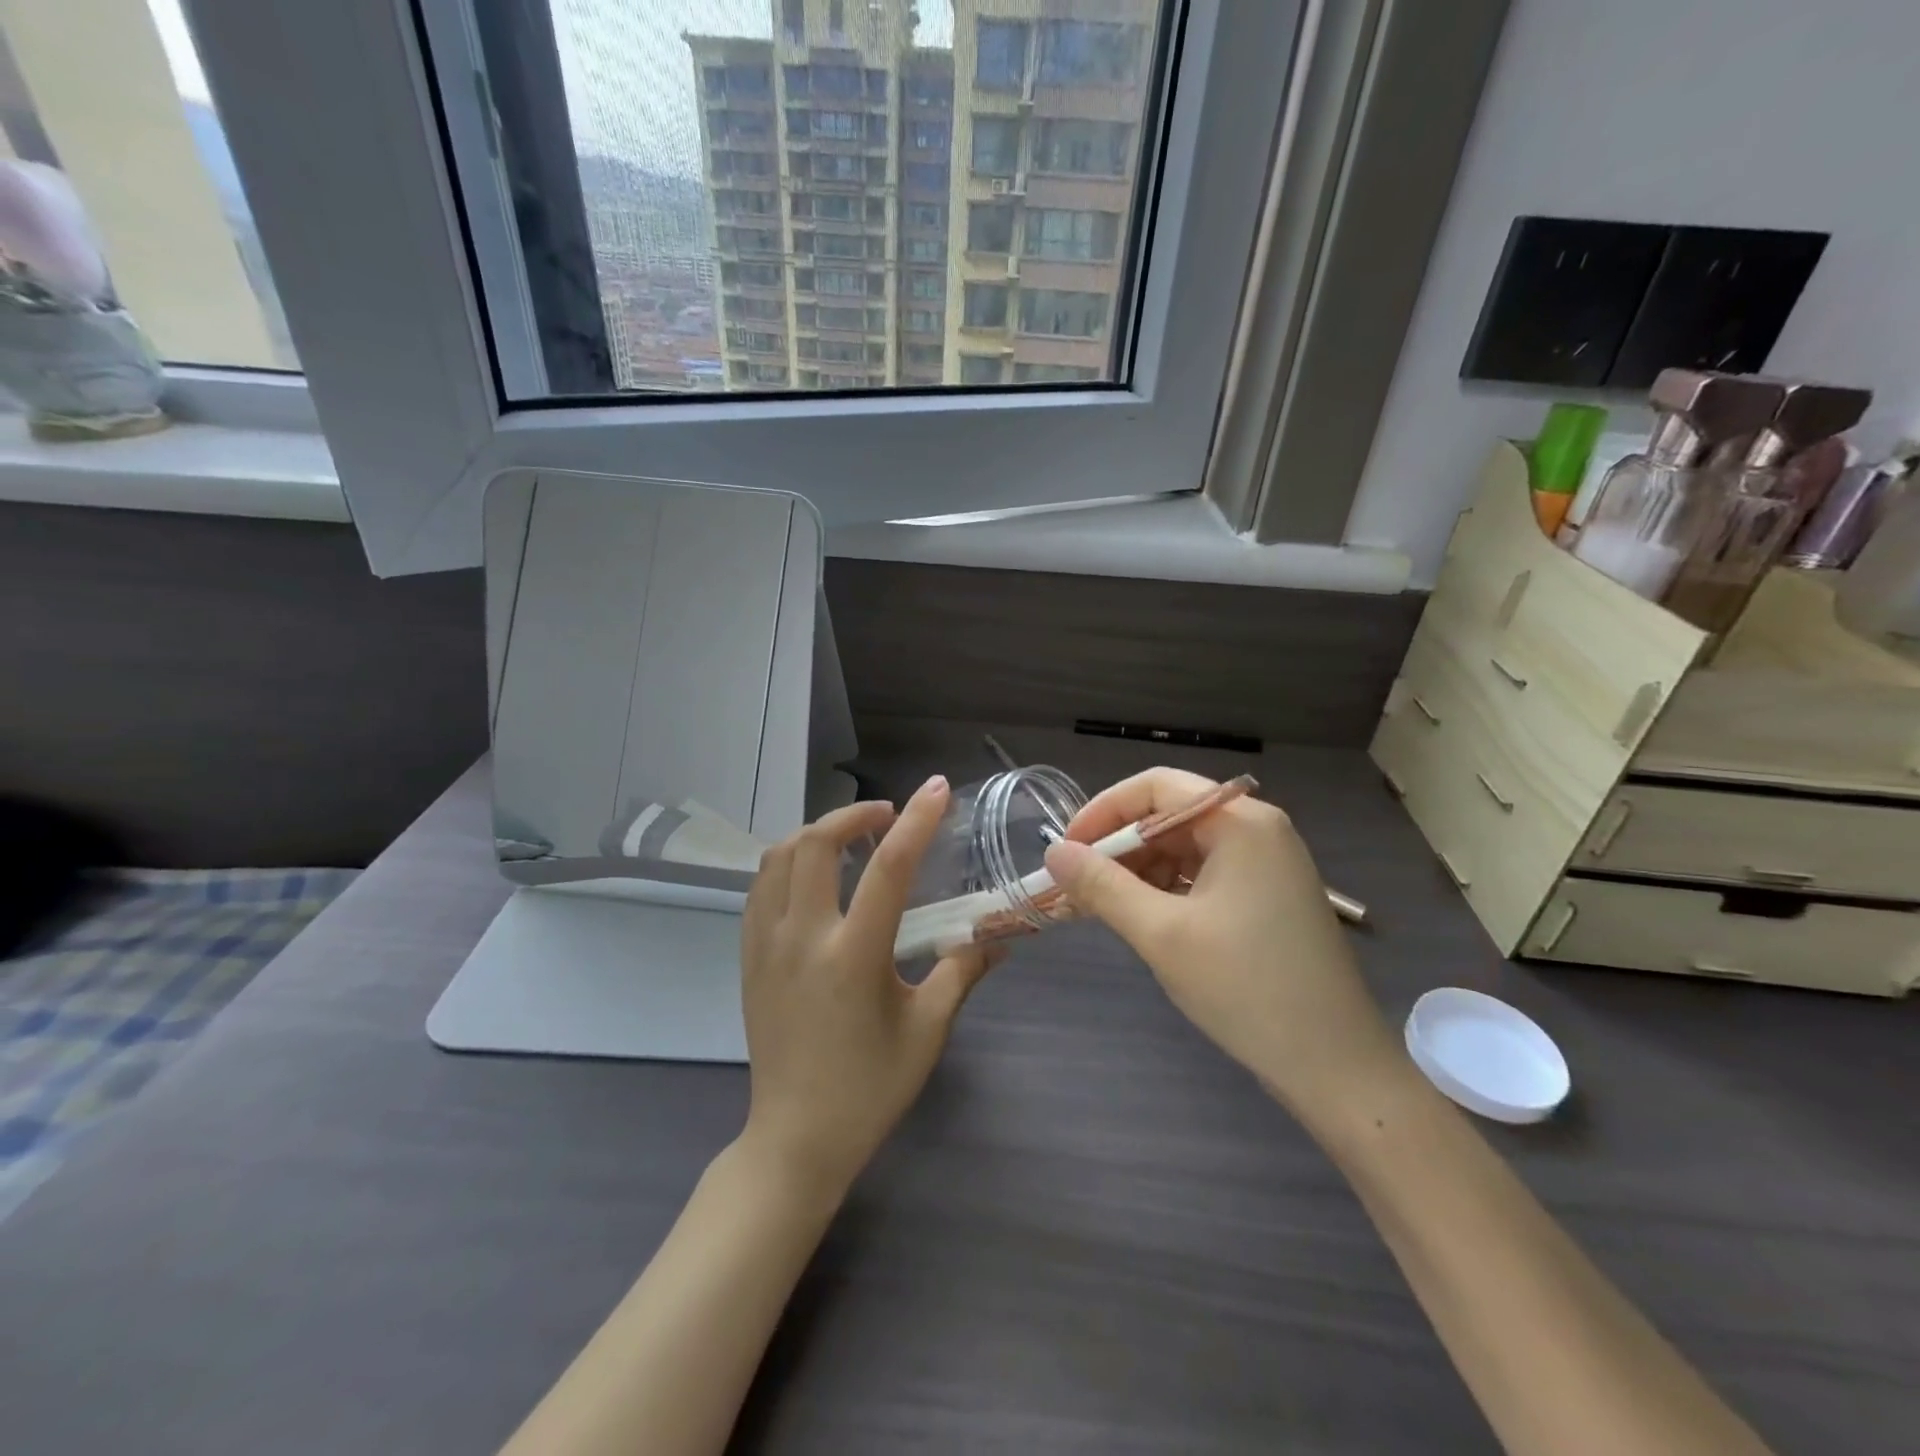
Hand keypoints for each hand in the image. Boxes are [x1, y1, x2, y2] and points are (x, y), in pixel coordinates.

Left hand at [740, 775, 994, 1192]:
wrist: (796, 1139)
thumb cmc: (869, 1088)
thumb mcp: (928, 1031)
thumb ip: (962, 973)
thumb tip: (999, 939)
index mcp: (853, 956)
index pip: (889, 869)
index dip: (917, 821)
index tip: (937, 789)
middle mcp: (803, 938)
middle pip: (816, 843)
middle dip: (853, 813)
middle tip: (886, 816)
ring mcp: (766, 945)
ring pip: (779, 857)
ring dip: (817, 833)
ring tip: (850, 839)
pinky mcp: (748, 957)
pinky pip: (760, 887)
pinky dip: (788, 862)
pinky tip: (814, 875)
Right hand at [1043, 768, 1399, 1124]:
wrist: (1336, 1068)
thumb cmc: (1247, 989)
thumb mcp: (1162, 934)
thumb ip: (1102, 886)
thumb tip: (1053, 852)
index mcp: (1241, 823)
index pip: (1156, 787)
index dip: (1103, 811)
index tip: (1066, 849)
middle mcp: (1258, 831)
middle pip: (1171, 815)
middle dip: (1119, 847)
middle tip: (1078, 886)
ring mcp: (1268, 865)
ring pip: (1185, 848)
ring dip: (1140, 871)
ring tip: (1104, 908)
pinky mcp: (1269, 897)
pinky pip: (1205, 875)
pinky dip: (1167, 891)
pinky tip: (1144, 919)